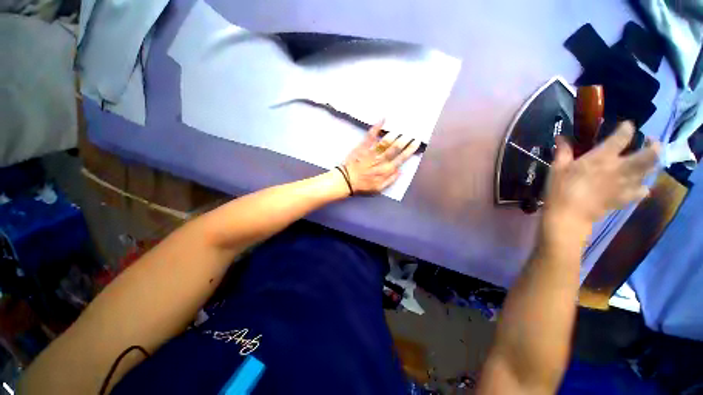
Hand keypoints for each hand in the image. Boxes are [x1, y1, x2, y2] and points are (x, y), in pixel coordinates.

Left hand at [341, 120, 421, 193]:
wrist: (347, 180)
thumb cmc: (363, 185)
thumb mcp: (379, 188)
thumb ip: (390, 180)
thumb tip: (400, 170)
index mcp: (386, 170)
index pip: (401, 158)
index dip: (409, 150)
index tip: (416, 142)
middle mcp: (381, 160)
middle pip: (395, 148)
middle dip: (405, 140)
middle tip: (411, 133)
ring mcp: (372, 152)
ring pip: (386, 141)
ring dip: (394, 134)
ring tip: (401, 128)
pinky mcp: (363, 146)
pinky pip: (371, 135)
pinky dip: (377, 127)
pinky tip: (383, 119)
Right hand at [544, 122, 659, 227]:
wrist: (569, 215)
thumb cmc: (560, 189)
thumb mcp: (557, 168)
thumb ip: (563, 151)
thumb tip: (561, 137)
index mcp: (602, 157)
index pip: (623, 136)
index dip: (627, 128)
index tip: (626, 126)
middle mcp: (621, 168)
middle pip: (650, 154)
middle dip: (654, 145)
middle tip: (649, 143)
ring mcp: (626, 184)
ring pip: (651, 171)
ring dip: (651, 164)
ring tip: (645, 162)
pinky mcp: (626, 198)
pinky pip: (643, 191)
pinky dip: (643, 186)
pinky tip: (638, 185)